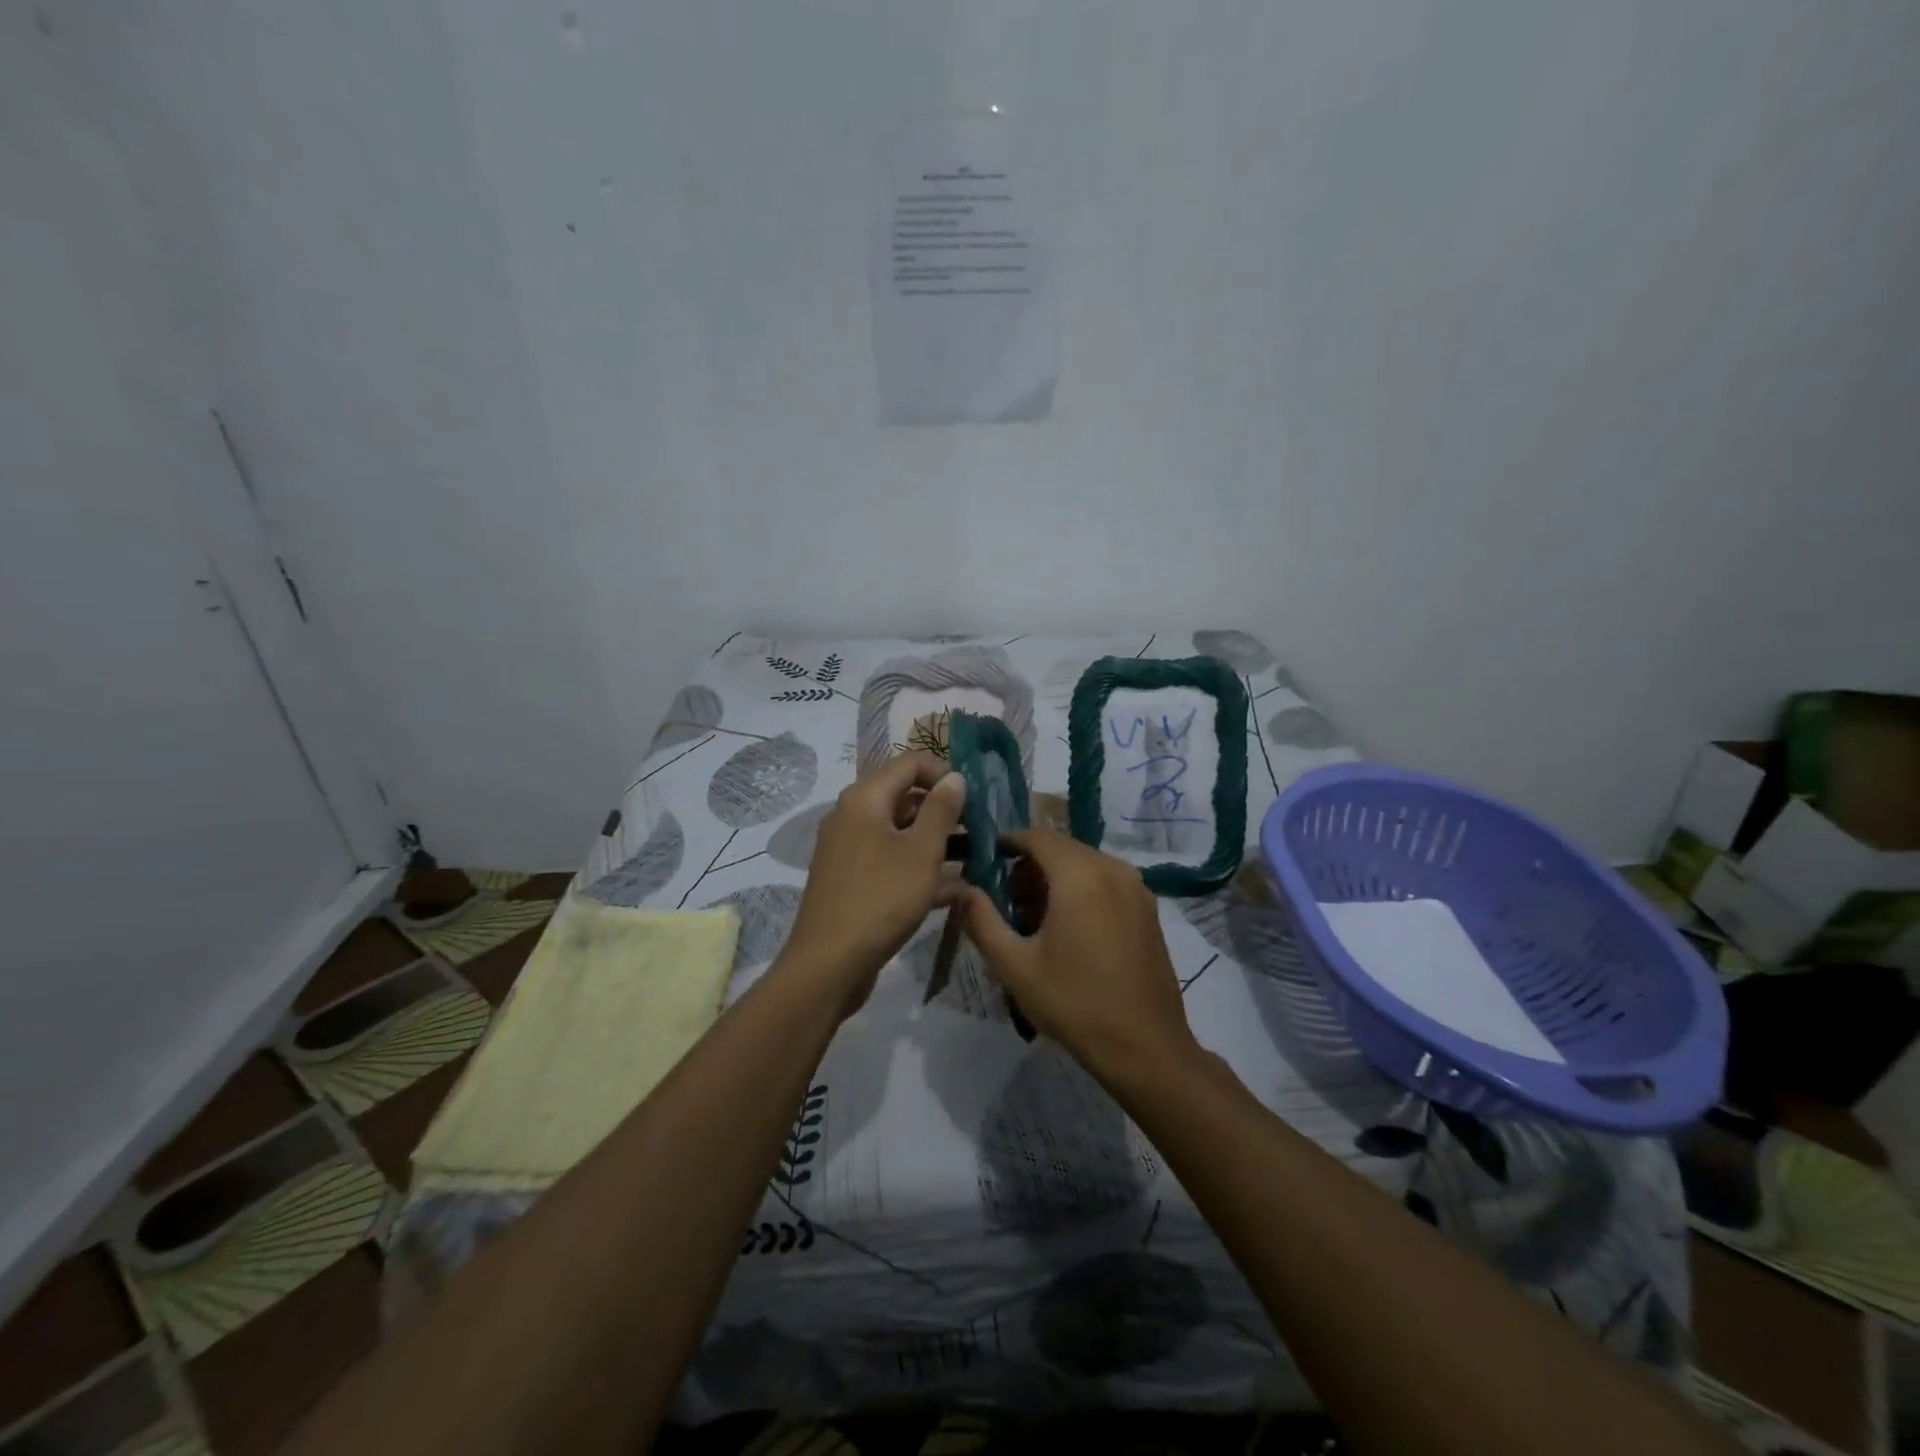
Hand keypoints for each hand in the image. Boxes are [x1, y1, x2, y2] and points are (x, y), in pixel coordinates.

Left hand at [778, 753, 966, 1016]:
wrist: (828, 965)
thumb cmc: (880, 899)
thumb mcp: (921, 852)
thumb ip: (941, 810)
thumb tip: (954, 777)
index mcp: (865, 799)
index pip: (909, 763)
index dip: (945, 773)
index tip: (975, 798)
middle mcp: (853, 816)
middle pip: (905, 797)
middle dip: (945, 810)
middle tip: (981, 830)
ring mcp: (850, 850)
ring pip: (901, 833)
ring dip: (938, 842)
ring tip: (977, 858)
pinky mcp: (854, 881)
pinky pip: (892, 862)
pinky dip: (920, 869)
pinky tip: (957, 891)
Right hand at [957, 827, 1200, 1083]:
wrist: (1146, 1048)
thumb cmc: (1075, 1004)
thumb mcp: (1015, 967)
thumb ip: (981, 921)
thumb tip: (959, 889)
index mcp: (1080, 877)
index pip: (1037, 836)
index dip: (1008, 843)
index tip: (985, 863)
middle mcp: (1112, 869)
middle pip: (1061, 847)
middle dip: (1029, 866)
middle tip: (1007, 902)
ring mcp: (1136, 887)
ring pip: (1085, 863)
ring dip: (1056, 878)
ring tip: (1036, 921)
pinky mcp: (1148, 907)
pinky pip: (1106, 880)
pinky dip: (1082, 888)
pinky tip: (1071, 930)